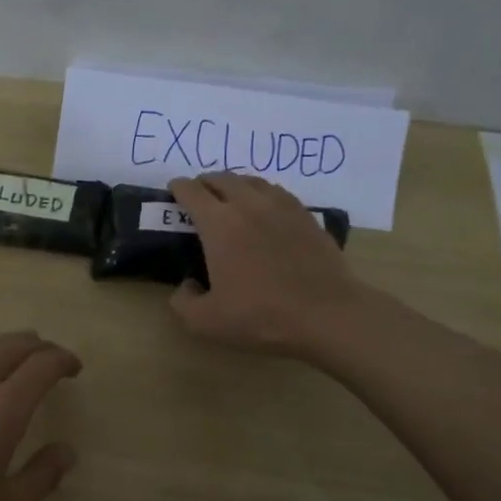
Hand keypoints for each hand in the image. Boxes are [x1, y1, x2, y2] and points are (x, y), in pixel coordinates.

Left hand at [0, 330, 81, 500]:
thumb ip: (42, 477)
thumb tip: (67, 451)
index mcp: (3, 409)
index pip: (42, 366)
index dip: (62, 359)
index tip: (74, 367)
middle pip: (10, 347)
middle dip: (36, 345)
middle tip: (49, 354)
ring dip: (1, 345)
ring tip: (11, 351)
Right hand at [168, 173, 358, 358]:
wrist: (326, 315)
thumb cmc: (261, 316)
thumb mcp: (205, 322)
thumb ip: (183, 301)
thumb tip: (188, 284)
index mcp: (219, 224)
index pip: (191, 191)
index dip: (178, 188)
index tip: (173, 192)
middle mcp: (248, 205)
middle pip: (221, 178)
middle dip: (205, 183)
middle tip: (199, 195)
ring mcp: (281, 207)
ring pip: (251, 181)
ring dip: (234, 185)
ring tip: (230, 197)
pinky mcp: (307, 216)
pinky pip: (277, 193)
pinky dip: (262, 194)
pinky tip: (265, 209)